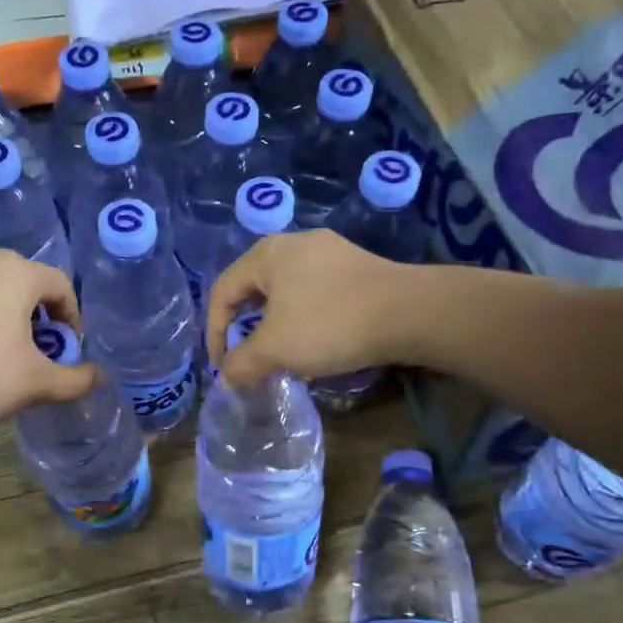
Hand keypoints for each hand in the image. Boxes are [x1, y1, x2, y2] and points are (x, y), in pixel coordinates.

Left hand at [0, 248, 98, 435]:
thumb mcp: (35, 384)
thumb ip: (75, 379)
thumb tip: (99, 377)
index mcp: (16, 272)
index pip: (61, 285)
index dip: (73, 320)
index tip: (68, 352)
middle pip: (27, 283)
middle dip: (41, 318)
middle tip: (40, 354)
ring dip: (10, 317)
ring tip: (7, 356)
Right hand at [206, 230, 417, 388]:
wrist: (409, 313)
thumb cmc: (329, 324)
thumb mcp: (275, 349)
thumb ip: (241, 363)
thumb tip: (226, 378)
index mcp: (266, 254)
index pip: (222, 292)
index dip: (214, 333)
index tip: (223, 368)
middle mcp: (294, 244)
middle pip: (253, 290)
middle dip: (245, 330)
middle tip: (247, 361)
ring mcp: (329, 253)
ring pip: (285, 293)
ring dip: (274, 328)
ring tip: (280, 358)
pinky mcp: (355, 268)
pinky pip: (313, 294)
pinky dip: (302, 321)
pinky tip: (315, 345)